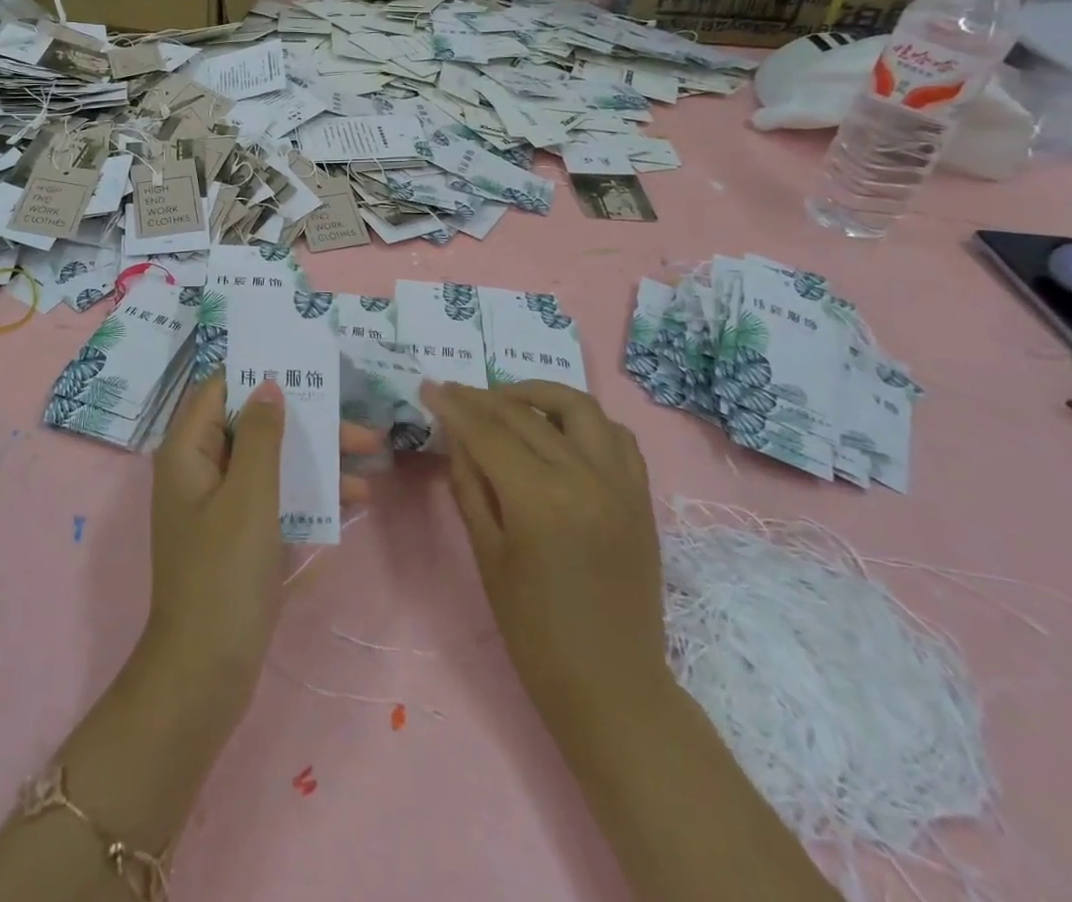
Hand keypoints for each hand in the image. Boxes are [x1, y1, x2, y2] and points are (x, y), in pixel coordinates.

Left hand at [144, 374, 383, 710]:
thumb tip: (268, 384)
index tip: (306, 368)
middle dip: (307, 423)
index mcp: (188, 451)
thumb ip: (261, 435)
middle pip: (254, 426)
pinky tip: (352, 502)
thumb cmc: (224, 573)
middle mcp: (199, 469)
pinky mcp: (237, 535)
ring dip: (317, 459)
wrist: (206, 671)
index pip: (220, 390)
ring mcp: (218, 505)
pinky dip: (308, 493)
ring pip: (270, 462)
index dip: (259, 374)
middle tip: (361, 428)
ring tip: (372, 461)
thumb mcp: (250, 495)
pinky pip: (274, 497)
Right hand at [423, 379, 667, 728]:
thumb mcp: (487, 554)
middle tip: (455, 393)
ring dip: (538, 394)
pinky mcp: (641, 495)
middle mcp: (584, 477)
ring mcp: (620, 483)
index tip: (430, 387)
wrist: (611, 685)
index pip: (488, 432)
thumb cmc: (534, 630)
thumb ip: (470, 484)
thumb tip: (456, 434)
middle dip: (483, 398)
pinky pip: (616, 435)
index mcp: (540, 499)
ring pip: (578, 408)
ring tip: (508, 400)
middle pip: (525, 415)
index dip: (455, 406)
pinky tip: (559, 428)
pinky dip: (584, 420)